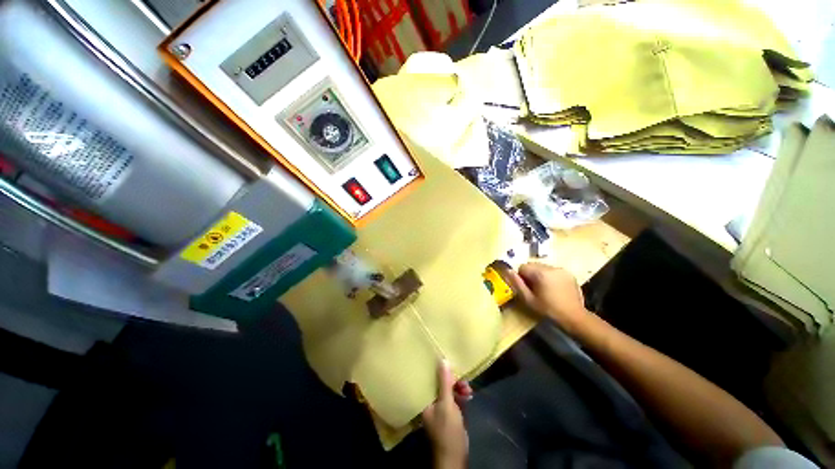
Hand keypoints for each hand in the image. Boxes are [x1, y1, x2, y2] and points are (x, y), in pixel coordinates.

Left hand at [422, 360, 470, 468]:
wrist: (455, 456)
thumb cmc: (447, 430)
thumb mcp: (446, 404)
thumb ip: (445, 383)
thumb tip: (443, 360)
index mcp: (425, 399)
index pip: (429, 379)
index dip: (438, 370)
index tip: (448, 362)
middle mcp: (431, 401)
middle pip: (441, 384)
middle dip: (453, 381)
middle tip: (463, 380)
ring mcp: (442, 408)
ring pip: (450, 390)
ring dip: (460, 387)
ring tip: (468, 389)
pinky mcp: (451, 413)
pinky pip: (456, 398)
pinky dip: (462, 395)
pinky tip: (469, 394)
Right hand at [507, 263, 588, 332]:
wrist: (575, 317)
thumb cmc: (549, 310)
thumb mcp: (529, 299)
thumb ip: (517, 284)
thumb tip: (508, 270)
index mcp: (541, 273)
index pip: (523, 267)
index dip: (521, 277)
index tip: (526, 288)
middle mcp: (551, 267)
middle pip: (533, 265)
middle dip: (530, 275)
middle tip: (535, 289)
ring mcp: (562, 269)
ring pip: (543, 267)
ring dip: (540, 275)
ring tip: (545, 289)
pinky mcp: (569, 273)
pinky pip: (553, 270)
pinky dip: (550, 276)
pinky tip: (554, 288)